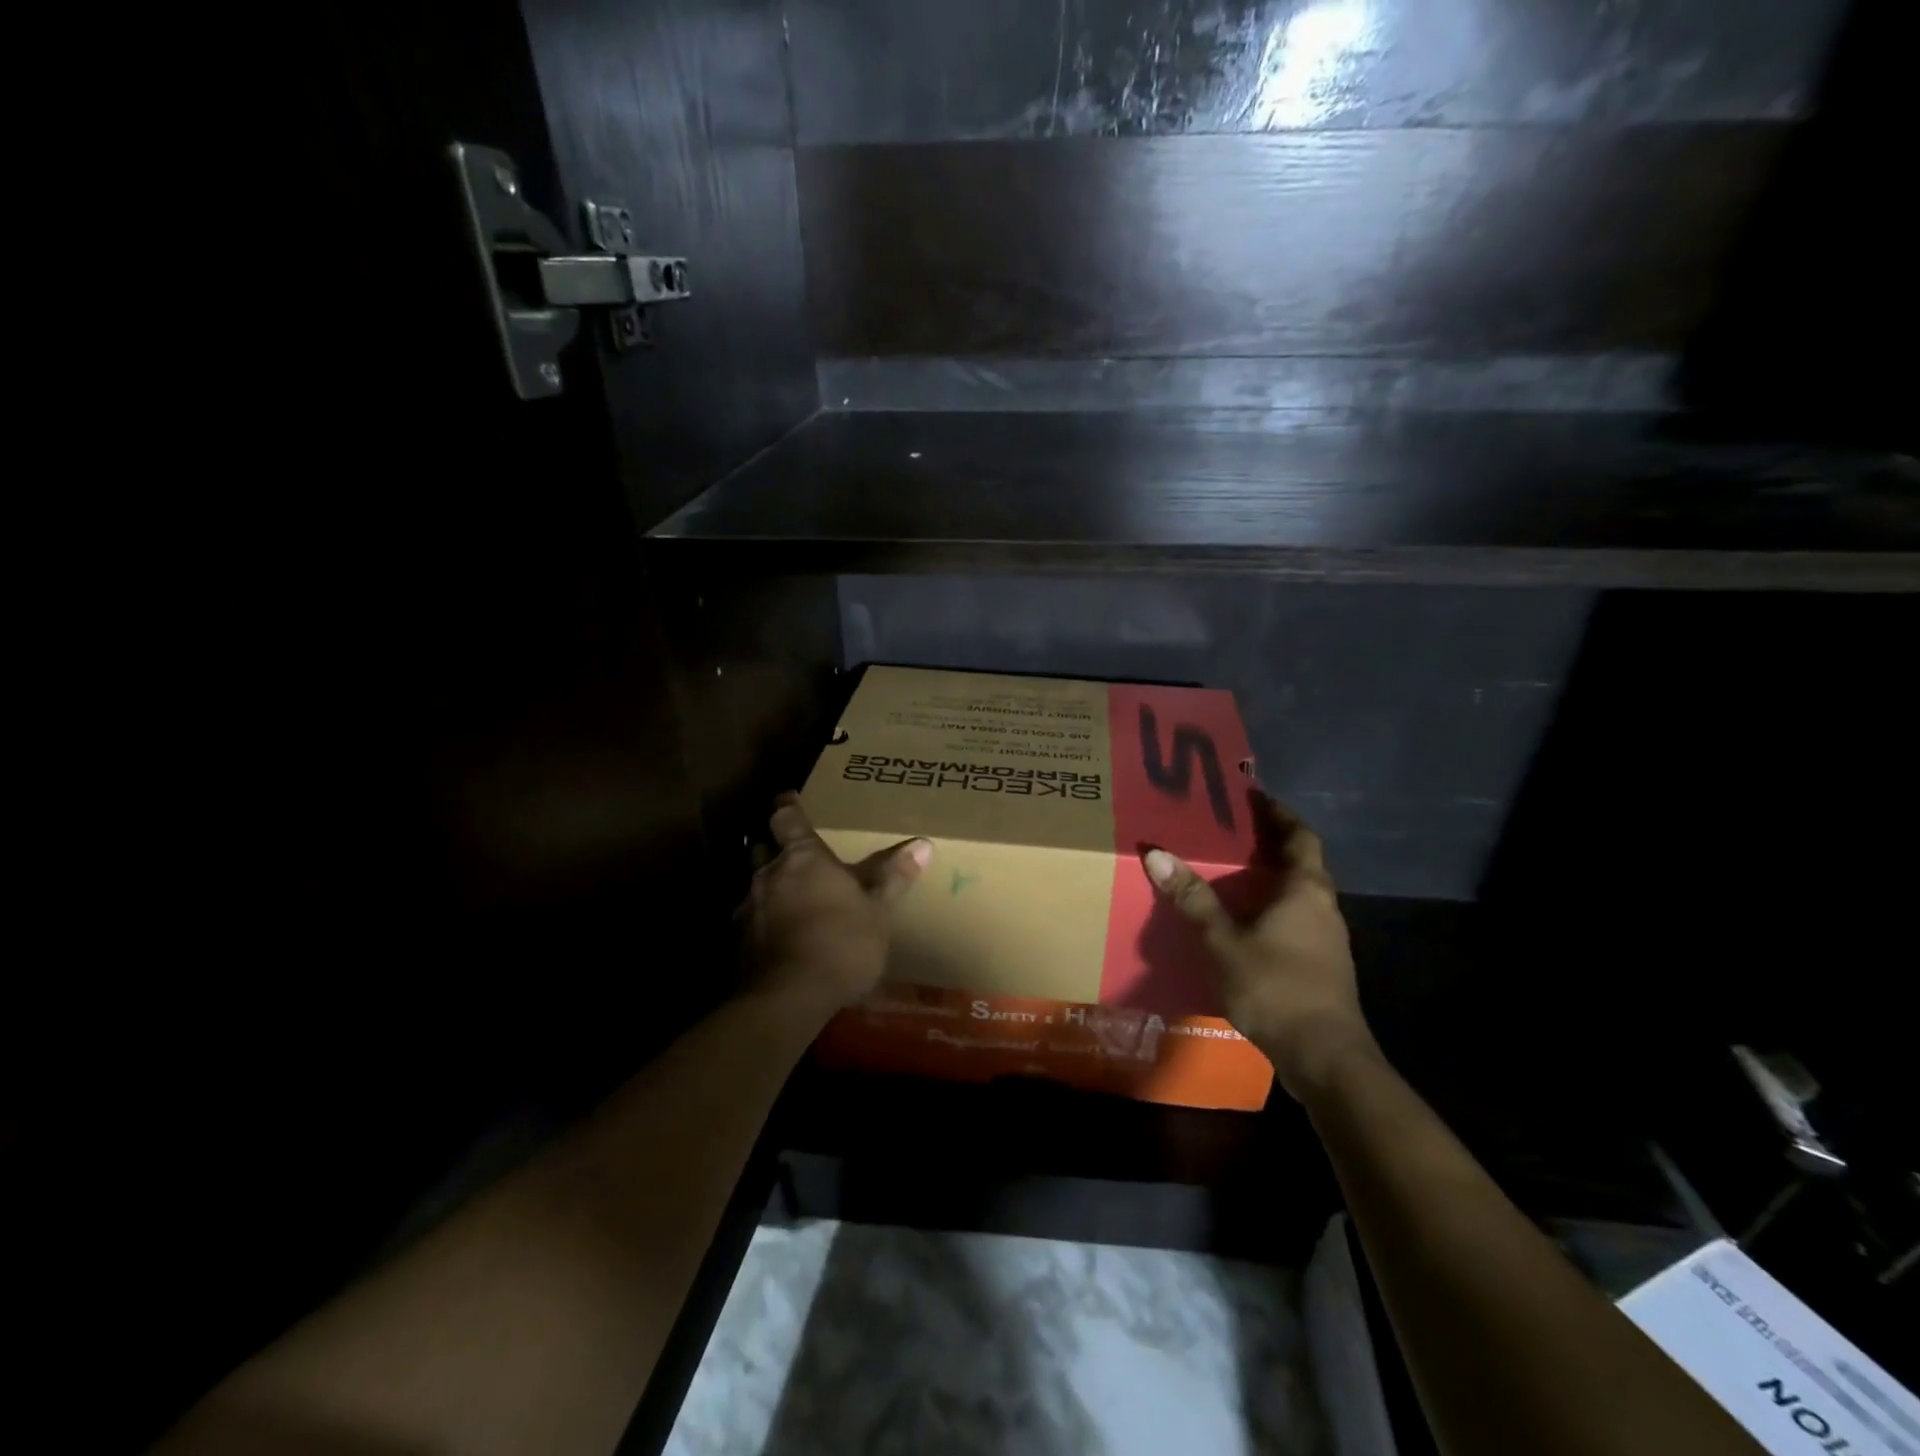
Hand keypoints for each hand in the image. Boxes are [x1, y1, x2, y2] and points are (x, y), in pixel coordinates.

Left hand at [740, 792, 932, 1015]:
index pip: (785, 817)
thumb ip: (893, 876)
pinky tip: (777, 938)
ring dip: (768, 886)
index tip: (789, 797)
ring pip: (753, 885)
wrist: (789, 998)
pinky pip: (749, 920)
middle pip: (762, 847)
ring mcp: (748, 909)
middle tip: (790, 849)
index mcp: (803, 858)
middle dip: (773, 845)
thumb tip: (923, 843)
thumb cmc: (841, 942)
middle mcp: (768, 875)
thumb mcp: (878, 910)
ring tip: (786, 897)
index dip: (787, 806)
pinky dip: (762, 921)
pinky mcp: (737, 943)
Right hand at [1143, 791, 1374, 1100]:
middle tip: (1233, 830)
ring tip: (1234, 871)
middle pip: (1302, 862)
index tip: (1255, 796)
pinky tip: (1247, 921)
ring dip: (1273, 877)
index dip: (1279, 813)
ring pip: (1301, 893)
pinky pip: (1298, 919)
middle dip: (1272, 843)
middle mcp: (1323, 906)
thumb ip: (1192, 898)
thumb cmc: (1275, 986)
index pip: (1300, 836)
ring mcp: (1327, 938)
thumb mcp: (1223, 940)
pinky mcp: (1323, 965)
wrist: (1324, 1056)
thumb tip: (1157, 853)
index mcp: (1305, 889)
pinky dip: (1274, 907)